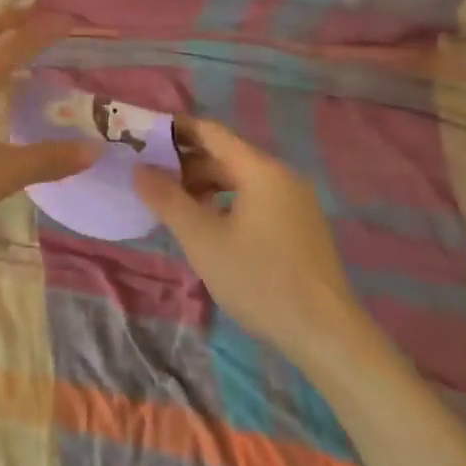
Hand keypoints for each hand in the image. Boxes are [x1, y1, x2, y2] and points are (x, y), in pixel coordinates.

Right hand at [134, 120, 366, 365]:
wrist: (326, 334)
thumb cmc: (259, 280)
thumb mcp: (202, 240)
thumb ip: (167, 199)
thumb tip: (139, 169)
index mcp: (260, 170)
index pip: (211, 132)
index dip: (176, 130)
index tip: (143, 136)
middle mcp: (282, 177)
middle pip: (226, 156)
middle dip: (186, 164)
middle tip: (150, 178)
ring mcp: (295, 202)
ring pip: (241, 180)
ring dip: (205, 185)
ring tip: (174, 205)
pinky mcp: (301, 227)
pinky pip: (256, 199)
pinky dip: (227, 202)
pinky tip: (209, 227)